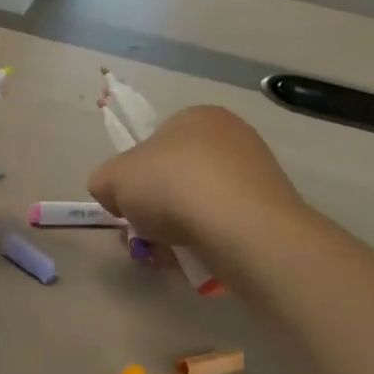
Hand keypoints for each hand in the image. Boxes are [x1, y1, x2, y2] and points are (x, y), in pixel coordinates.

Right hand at [87, 106, 306, 252]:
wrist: (239, 227)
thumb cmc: (171, 186)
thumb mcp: (112, 178)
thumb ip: (104, 181)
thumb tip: (113, 194)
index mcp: (195, 116)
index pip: (154, 143)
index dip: (134, 175)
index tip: (126, 203)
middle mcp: (231, 136)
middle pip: (176, 176)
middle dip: (155, 206)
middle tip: (142, 231)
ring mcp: (256, 173)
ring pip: (198, 203)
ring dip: (176, 227)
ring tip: (165, 252)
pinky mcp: (269, 210)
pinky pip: (223, 224)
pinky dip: (205, 240)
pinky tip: (194, 257)